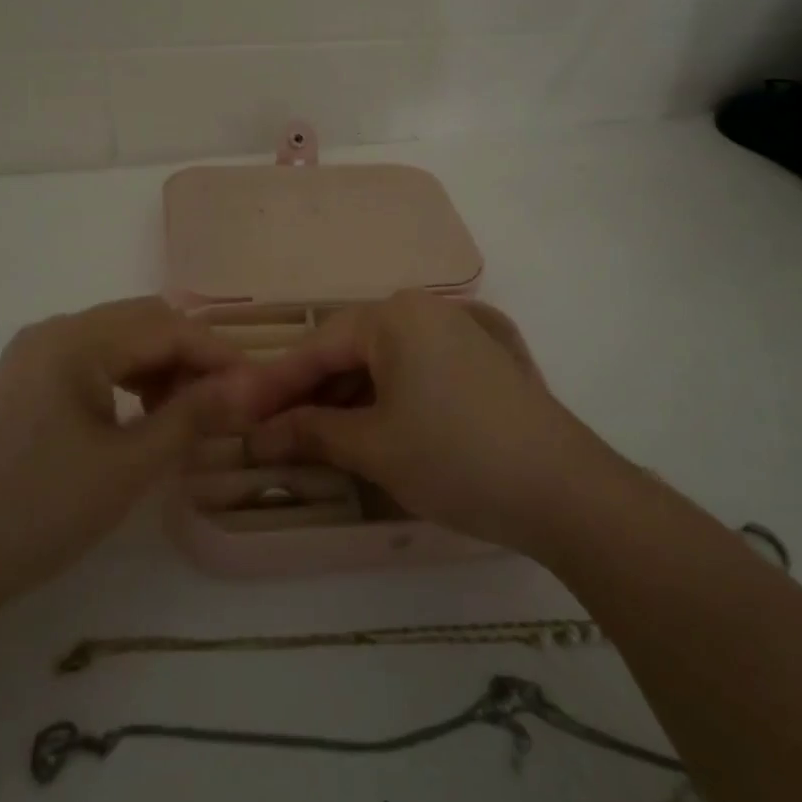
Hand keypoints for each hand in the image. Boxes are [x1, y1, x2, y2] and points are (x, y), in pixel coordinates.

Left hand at [0, 298, 249, 604]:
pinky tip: (140, 417)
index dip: (218, 354)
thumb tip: (249, 386)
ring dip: (159, 367)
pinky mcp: (21, 385)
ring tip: (187, 413)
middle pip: (141, 322)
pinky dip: (127, 381)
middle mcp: (52, 332)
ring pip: (116, 341)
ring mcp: (31, 357)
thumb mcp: (128, 467)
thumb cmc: (37, 512)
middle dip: (190, 355)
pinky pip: (90, 364)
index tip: (258, 387)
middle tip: (225, 401)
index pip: (166, 327)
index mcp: (75, 340)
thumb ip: (192, 417)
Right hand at [244, 291, 614, 555]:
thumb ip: (312, 433)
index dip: (273, 384)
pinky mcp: (478, 359)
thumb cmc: (456, 458)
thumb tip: (260, 436)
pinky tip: (363, 429)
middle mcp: (424, 310)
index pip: (317, 346)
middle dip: (309, 391)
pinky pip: (411, 371)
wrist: (565, 490)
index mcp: (395, 316)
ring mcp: (456, 332)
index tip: (235, 412)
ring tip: (311, 437)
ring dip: (344, 398)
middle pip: (348, 349)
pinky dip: (382, 399)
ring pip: (380, 361)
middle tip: (271, 430)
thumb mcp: (375, 447)